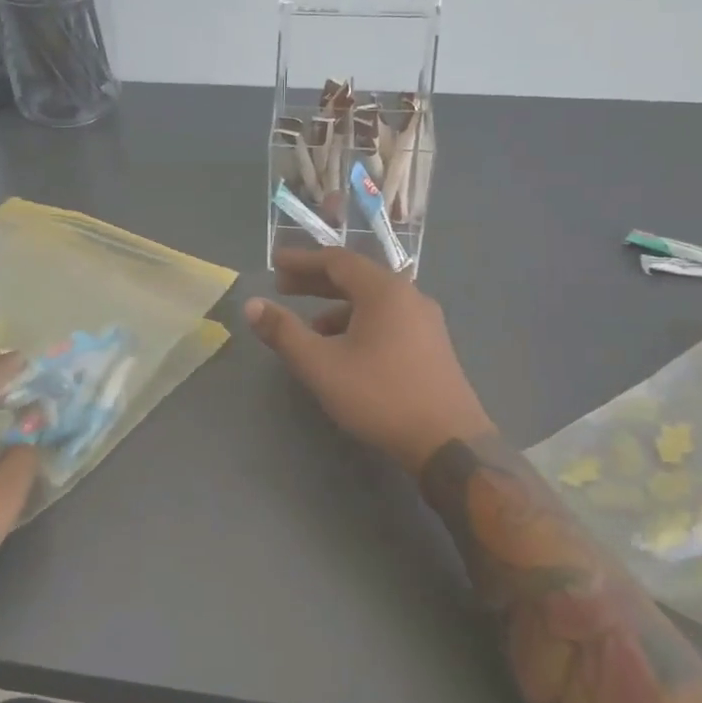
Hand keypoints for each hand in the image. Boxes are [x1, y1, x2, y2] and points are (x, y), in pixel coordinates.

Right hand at [245, 248, 492, 473]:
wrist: (449, 442)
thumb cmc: (380, 396)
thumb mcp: (322, 365)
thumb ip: (284, 332)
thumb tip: (252, 306)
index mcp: (384, 291)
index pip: (336, 260)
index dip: (302, 260)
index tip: (275, 263)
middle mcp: (409, 296)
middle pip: (356, 277)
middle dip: (316, 281)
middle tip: (283, 287)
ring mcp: (425, 321)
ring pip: (372, 301)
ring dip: (336, 306)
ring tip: (309, 327)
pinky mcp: (432, 345)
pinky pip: (388, 319)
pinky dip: (358, 322)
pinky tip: (344, 350)